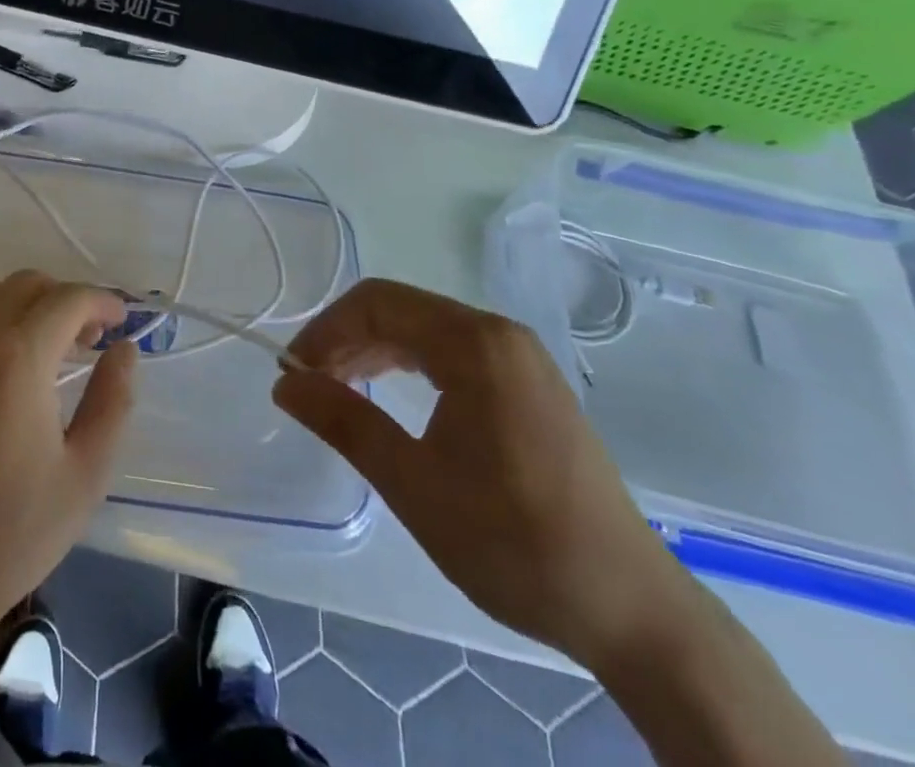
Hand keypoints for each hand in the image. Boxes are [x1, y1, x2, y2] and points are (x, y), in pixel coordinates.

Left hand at [0, 271, 136, 635]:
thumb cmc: (14, 530)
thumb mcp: (86, 473)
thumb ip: (113, 401)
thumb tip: (124, 350)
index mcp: (22, 357)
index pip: (69, 299)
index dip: (102, 301)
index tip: (121, 323)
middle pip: (28, 284)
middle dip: (66, 300)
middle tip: (88, 341)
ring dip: (23, 303)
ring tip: (43, 346)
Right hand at [274, 278, 694, 669]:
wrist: (630, 610)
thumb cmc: (512, 541)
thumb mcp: (412, 483)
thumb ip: (343, 421)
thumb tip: (284, 383)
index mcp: (474, 343)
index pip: (377, 303)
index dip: (325, 330)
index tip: (294, 373)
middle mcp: (499, 333)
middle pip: (400, 309)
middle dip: (346, 339)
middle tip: (311, 386)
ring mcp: (520, 357)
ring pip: (424, 329)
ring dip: (375, 351)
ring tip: (341, 392)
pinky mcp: (529, 384)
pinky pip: (452, 351)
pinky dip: (410, 365)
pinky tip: (390, 398)